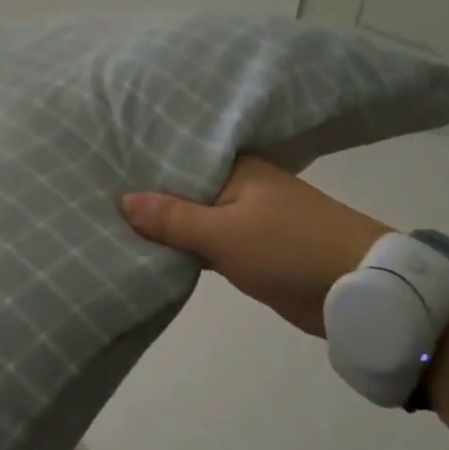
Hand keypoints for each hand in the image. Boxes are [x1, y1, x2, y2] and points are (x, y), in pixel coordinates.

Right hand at [121, 157, 389, 336]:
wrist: (359, 291)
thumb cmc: (290, 249)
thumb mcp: (224, 233)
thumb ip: (172, 217)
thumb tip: (122, 199)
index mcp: (233, 167)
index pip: (174, 158)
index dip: (138, 164)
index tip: (96, 165)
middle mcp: (236, 185)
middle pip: (179, 188)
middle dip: (144, 196)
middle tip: (89, 193)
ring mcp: (243, 217)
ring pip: (190, 217)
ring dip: (161, 224)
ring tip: (105, 219)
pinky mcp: (248, 249)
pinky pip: (203, 242)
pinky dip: (181, 246)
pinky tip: (146, 248)